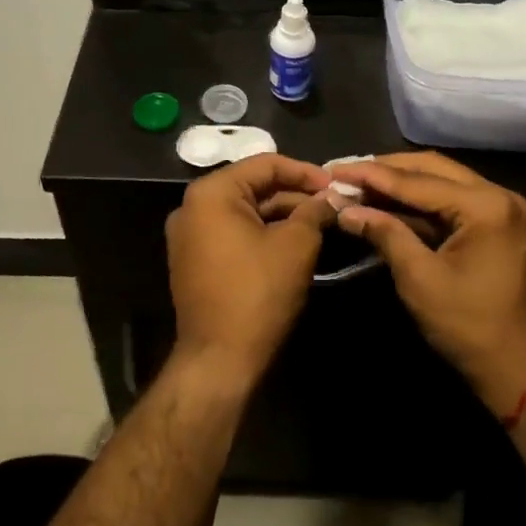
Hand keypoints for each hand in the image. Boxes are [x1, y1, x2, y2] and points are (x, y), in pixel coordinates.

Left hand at [165, 154, 335, 389]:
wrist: (219, 361)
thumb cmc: (258, 294)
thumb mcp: (296, 245)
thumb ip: (314, 212)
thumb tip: (330, 198)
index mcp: (211, 193)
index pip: (265, 164)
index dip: (305, 172)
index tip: (336, 184)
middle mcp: (192, 207)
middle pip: (253, 186)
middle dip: (295, 194)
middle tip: (332, 204)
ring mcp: (189, 235)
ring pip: (245, 211)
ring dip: (282, 214)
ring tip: (320, 222)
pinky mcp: (194, 260)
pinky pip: (233, 232)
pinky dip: (263, 232)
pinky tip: (294, 240)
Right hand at [329, 152, 525, 416]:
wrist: (521, 371)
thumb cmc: (469, 327)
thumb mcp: (419, 279)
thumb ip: (385, 233)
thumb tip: (344, 208)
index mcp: (486, 206)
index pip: (417, 181)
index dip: (371, 175)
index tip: (334, 169)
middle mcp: (499, 195)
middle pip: (432, 168)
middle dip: (386, 169)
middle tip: (345, 171)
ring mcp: (502, 208)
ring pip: (441, 180)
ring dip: (401, 181)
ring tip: (360, 181)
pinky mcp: (498, 223)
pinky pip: (452, 200)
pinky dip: (419, 200)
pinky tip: (388, 202)